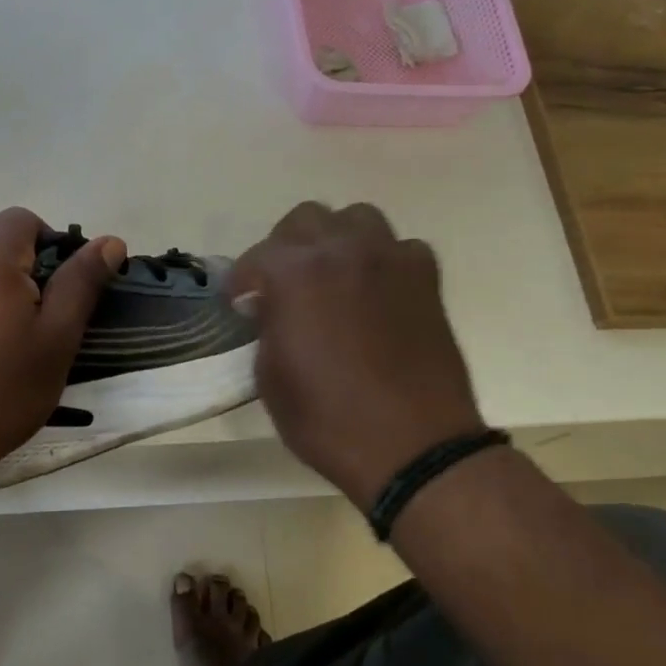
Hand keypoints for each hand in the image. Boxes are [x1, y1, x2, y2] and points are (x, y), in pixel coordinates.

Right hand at [230, 202, 485, 509]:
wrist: (413, 447)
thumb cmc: (328, 418)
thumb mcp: (271, 377)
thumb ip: (267, 326)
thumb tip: (269, 306)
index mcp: (295, 273)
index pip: (256, 256)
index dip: (241, 281)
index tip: (239, 303)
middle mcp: (342, 250)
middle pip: (306, 219)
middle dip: (286, 247)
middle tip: (283, 284)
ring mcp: (390, 259)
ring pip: (357, 218)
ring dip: (337, 240)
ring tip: (332, 275)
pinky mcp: (426, 279)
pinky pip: (400, 247)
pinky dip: (383, 261)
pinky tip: (377, 291)